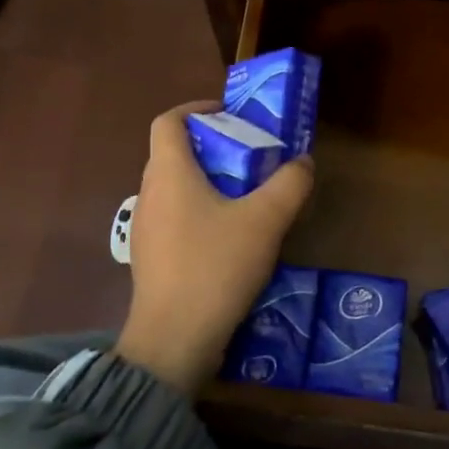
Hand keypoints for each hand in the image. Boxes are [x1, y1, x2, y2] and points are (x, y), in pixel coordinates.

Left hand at [115, 102, 314, 395]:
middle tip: (250, 155)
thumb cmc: (215, 268)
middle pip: (173, 153)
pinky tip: (229, 238)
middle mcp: (149, 194)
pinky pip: (175, 218)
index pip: (168, 121)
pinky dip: (199, 212)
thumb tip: (303, 162)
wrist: (173, 341)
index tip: (229, 114)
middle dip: (211, 146)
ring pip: (175, 188)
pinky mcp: (150, 258)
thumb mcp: (265, 221)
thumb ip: (289, 185)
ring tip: (246, 196)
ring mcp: (145, 229)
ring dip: (207, 181)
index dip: (196, 108)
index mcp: (169, 174)